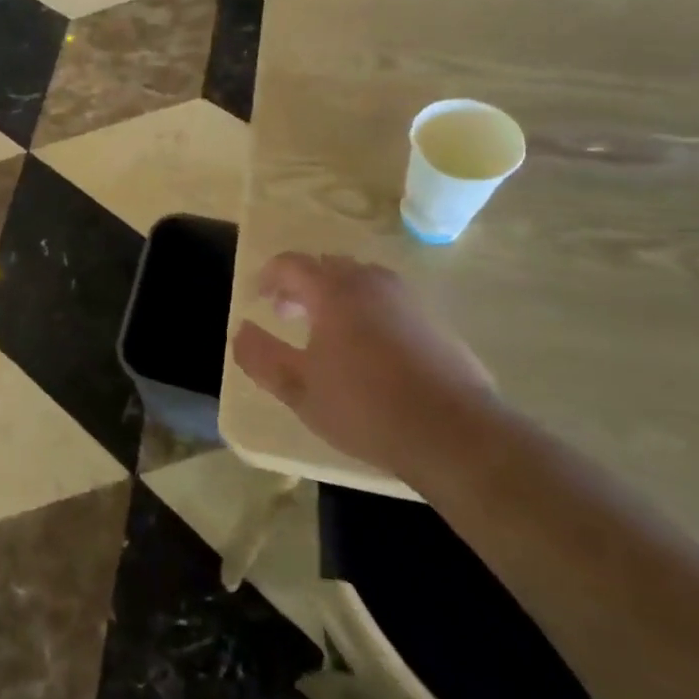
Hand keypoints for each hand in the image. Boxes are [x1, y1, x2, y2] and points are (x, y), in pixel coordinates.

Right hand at [233, 253, 498, 479]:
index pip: (291, 264)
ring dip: (337, 297)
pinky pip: (389, 304)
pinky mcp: (436, 324)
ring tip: (326, 331)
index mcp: (334, 290)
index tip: (258, 296)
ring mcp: (408, 301)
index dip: (269, 276)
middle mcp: (371, 283)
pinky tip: (369, 352)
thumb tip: (241, 331)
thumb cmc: (366, 407)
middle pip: (328, 267)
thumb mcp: (299, 390)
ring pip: (362, 282)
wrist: (456, 435)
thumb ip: (261, 357)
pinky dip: (368, 313)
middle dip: (302, 284)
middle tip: (287, 312)